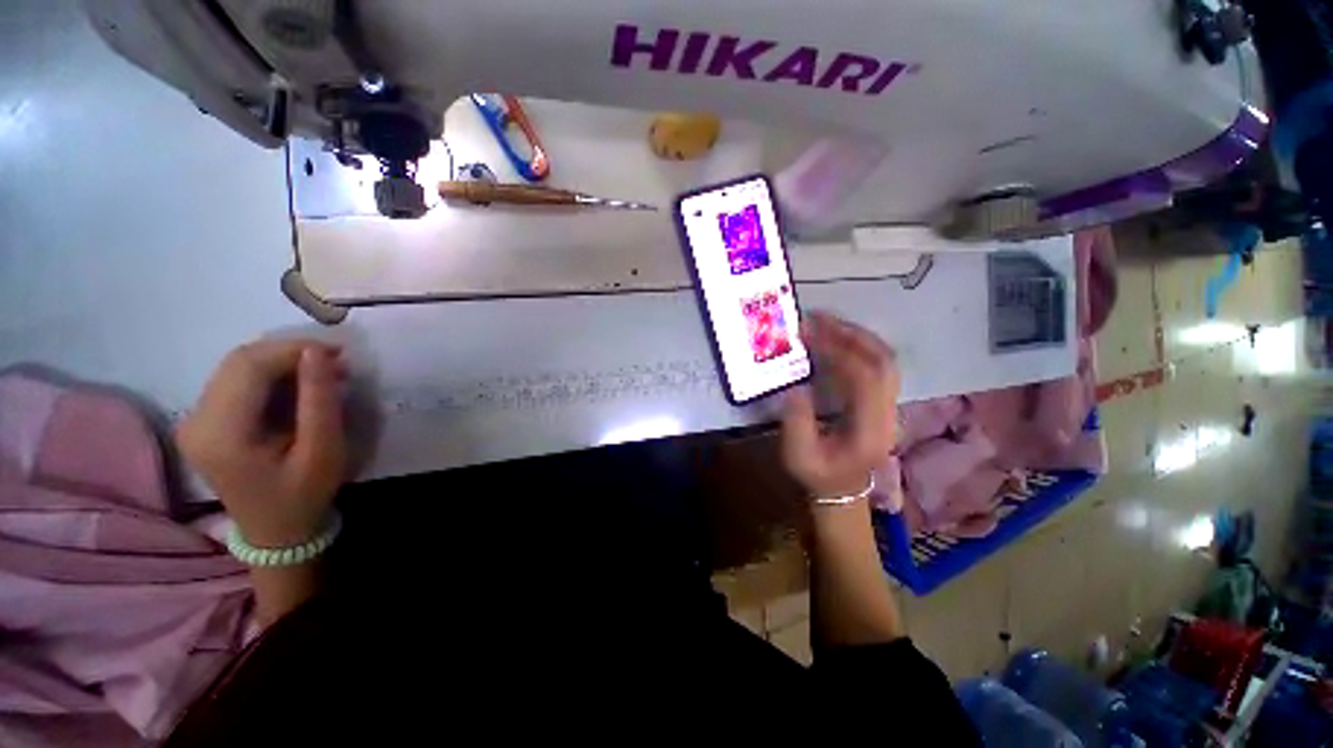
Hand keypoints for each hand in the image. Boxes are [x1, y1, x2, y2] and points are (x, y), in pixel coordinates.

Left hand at [177, 340, 347, 546]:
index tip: (339, 351)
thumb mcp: (323, 450)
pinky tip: (298, 384)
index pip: (249, 367)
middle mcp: (197, 420)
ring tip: (322, 371)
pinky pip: (236, 381)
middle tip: (335, 360)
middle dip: (289, 352)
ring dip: (281, 361)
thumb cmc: (304, 494)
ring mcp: (195, 420)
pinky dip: (271, 374)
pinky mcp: (204, 421)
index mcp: (221, 433)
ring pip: (236, 367)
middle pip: (239, 361)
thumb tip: (317, 352)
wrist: (275, 532)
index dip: (293, 349)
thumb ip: (319, 400)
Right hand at [781, 312, 899, 499]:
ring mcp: (888, 406)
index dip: (838, 352)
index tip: (809, 336)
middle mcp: (888, 413)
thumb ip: (797, 421)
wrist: (841, 491)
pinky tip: (836, 339)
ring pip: (885, 359)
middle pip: (883, 361)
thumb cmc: (818, 475)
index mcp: (870, 429)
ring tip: (826, 322)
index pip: (865, 379)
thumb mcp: (798, 455)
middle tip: (819, 318)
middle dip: (851, 334)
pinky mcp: (881, 401)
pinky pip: (877, 365)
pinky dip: (857, 346)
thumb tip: (796, 385)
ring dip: (856, 336)